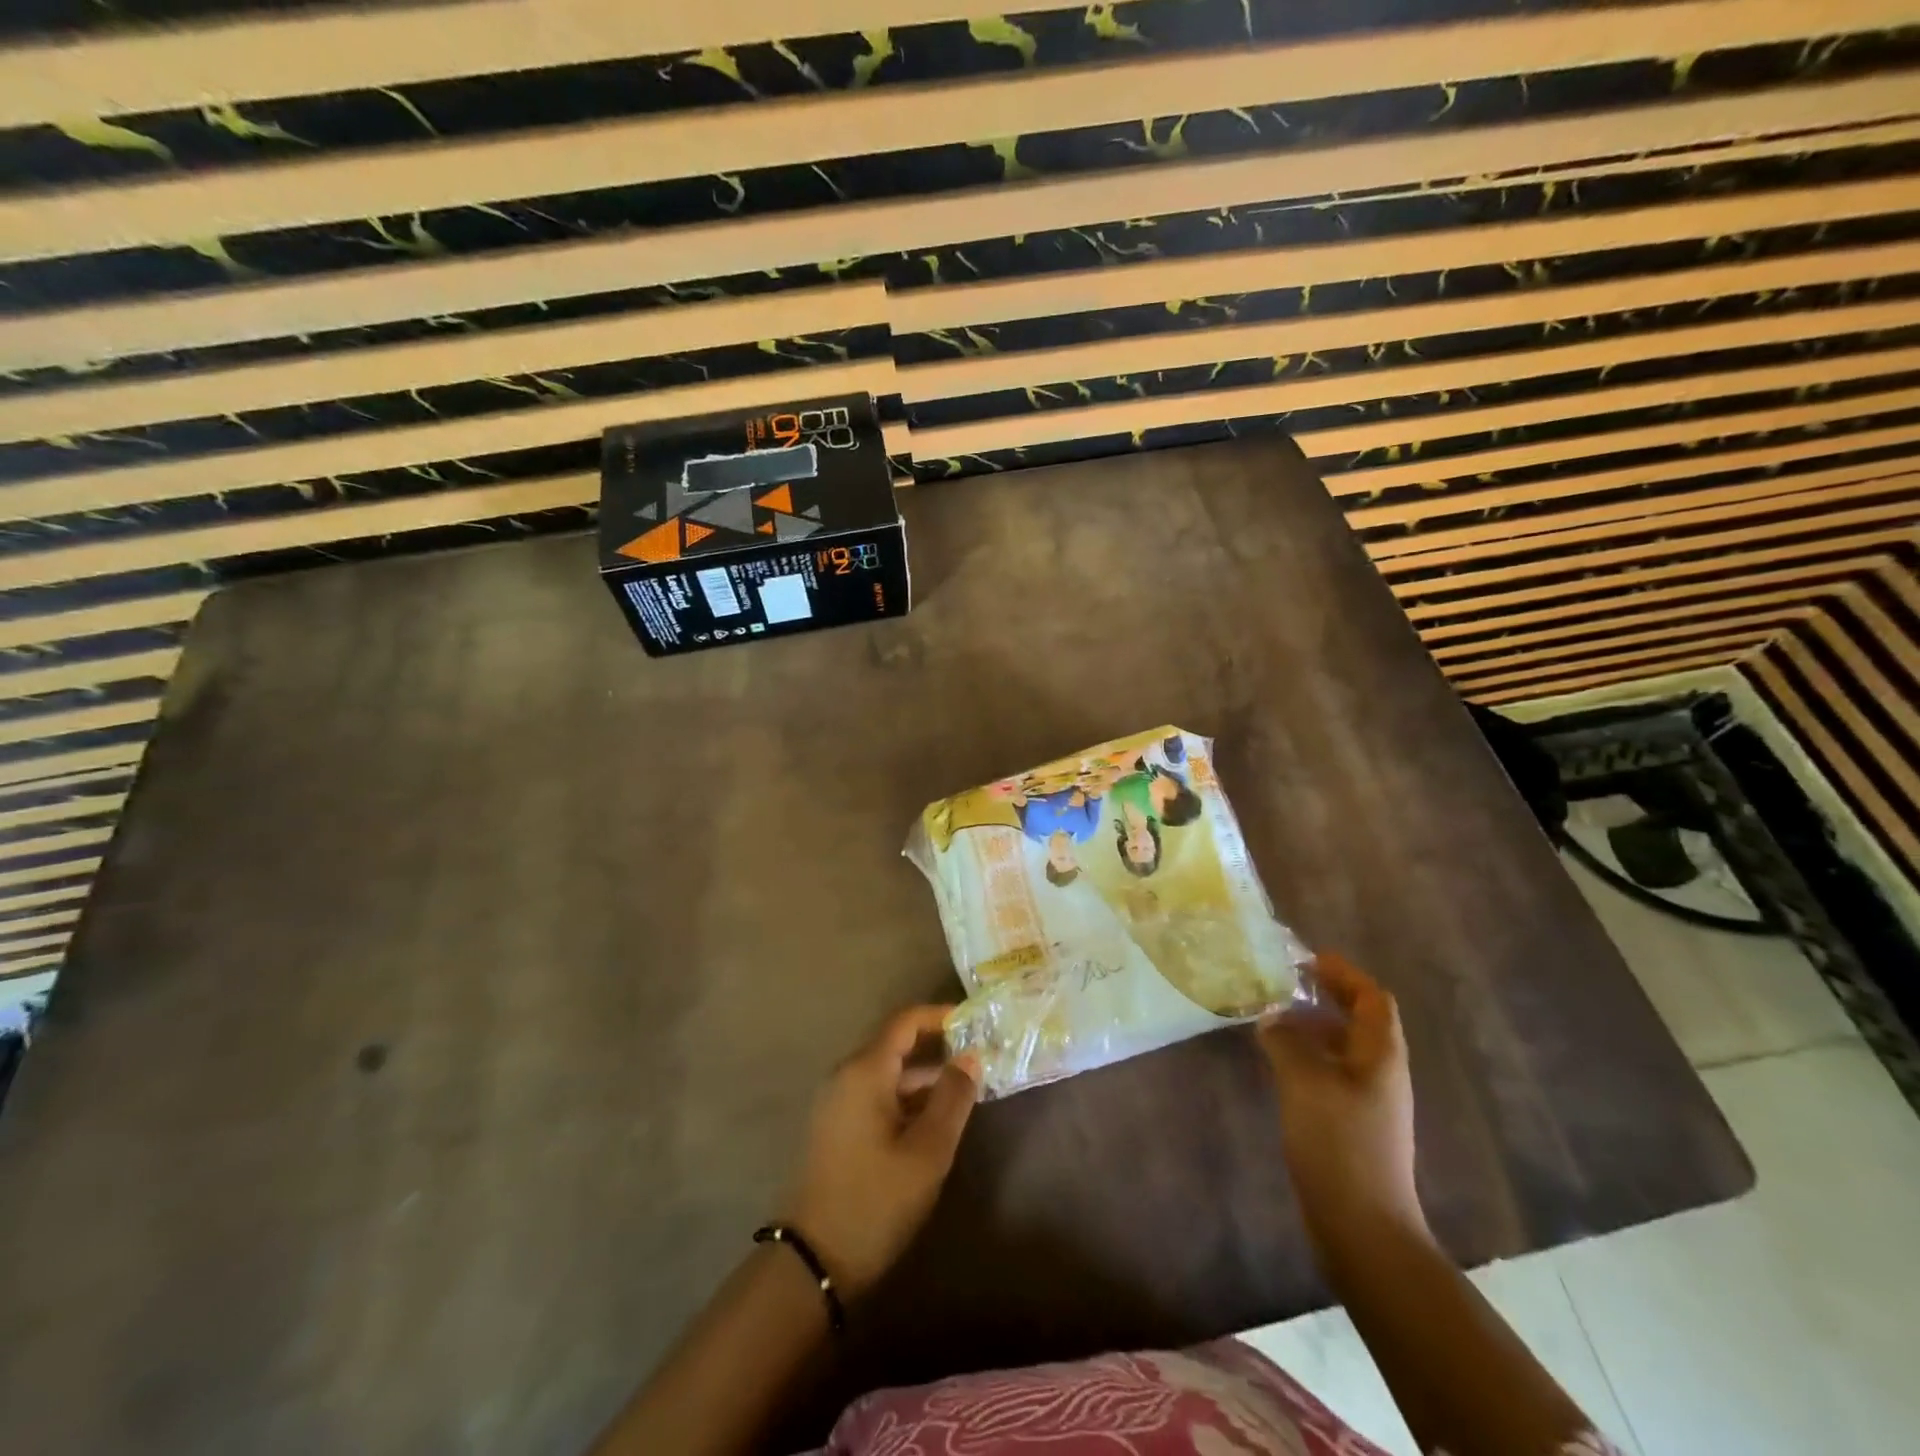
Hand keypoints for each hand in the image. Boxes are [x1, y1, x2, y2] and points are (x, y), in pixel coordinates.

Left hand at [782, 1006, 978, 1297]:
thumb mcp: (927, 1151)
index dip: (940, 1016)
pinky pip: (876, 1095)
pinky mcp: (836, 1126)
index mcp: (865, 1071)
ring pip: (888, 1073)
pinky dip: (907, 1098)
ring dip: (925, 1078)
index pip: (905, 1021)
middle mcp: (846, 1075)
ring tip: (966, 1091)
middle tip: (979, 1059)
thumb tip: (971, 1057)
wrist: (813, 1262)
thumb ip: (953, 1098)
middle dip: (938, 1048)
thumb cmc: (875, 1200)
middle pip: (896, 1045)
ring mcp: (837, 1102)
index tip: (974, 1022)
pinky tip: (934, 1120)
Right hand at [1258, 954, 1425, 1243]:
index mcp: (1381, 1056)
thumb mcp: (1304, 1080)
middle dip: (1326, 997)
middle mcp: (1382, 1073)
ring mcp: (1369, 1102)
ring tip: (1272, 1019)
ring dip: (1312, 1027)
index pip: (1373, 998)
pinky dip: (1307, 1057)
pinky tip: (1278, 1064)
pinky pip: (1331, 1074)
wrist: (1362, 1227)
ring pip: (1343, 1048)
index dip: (1344, 974)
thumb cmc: (1339, 1143)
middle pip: (1360, 1021)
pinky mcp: (1352, 1126)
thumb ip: (1286, 1040)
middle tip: (1284, 984)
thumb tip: (1271, 1019)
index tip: (1307, 959)